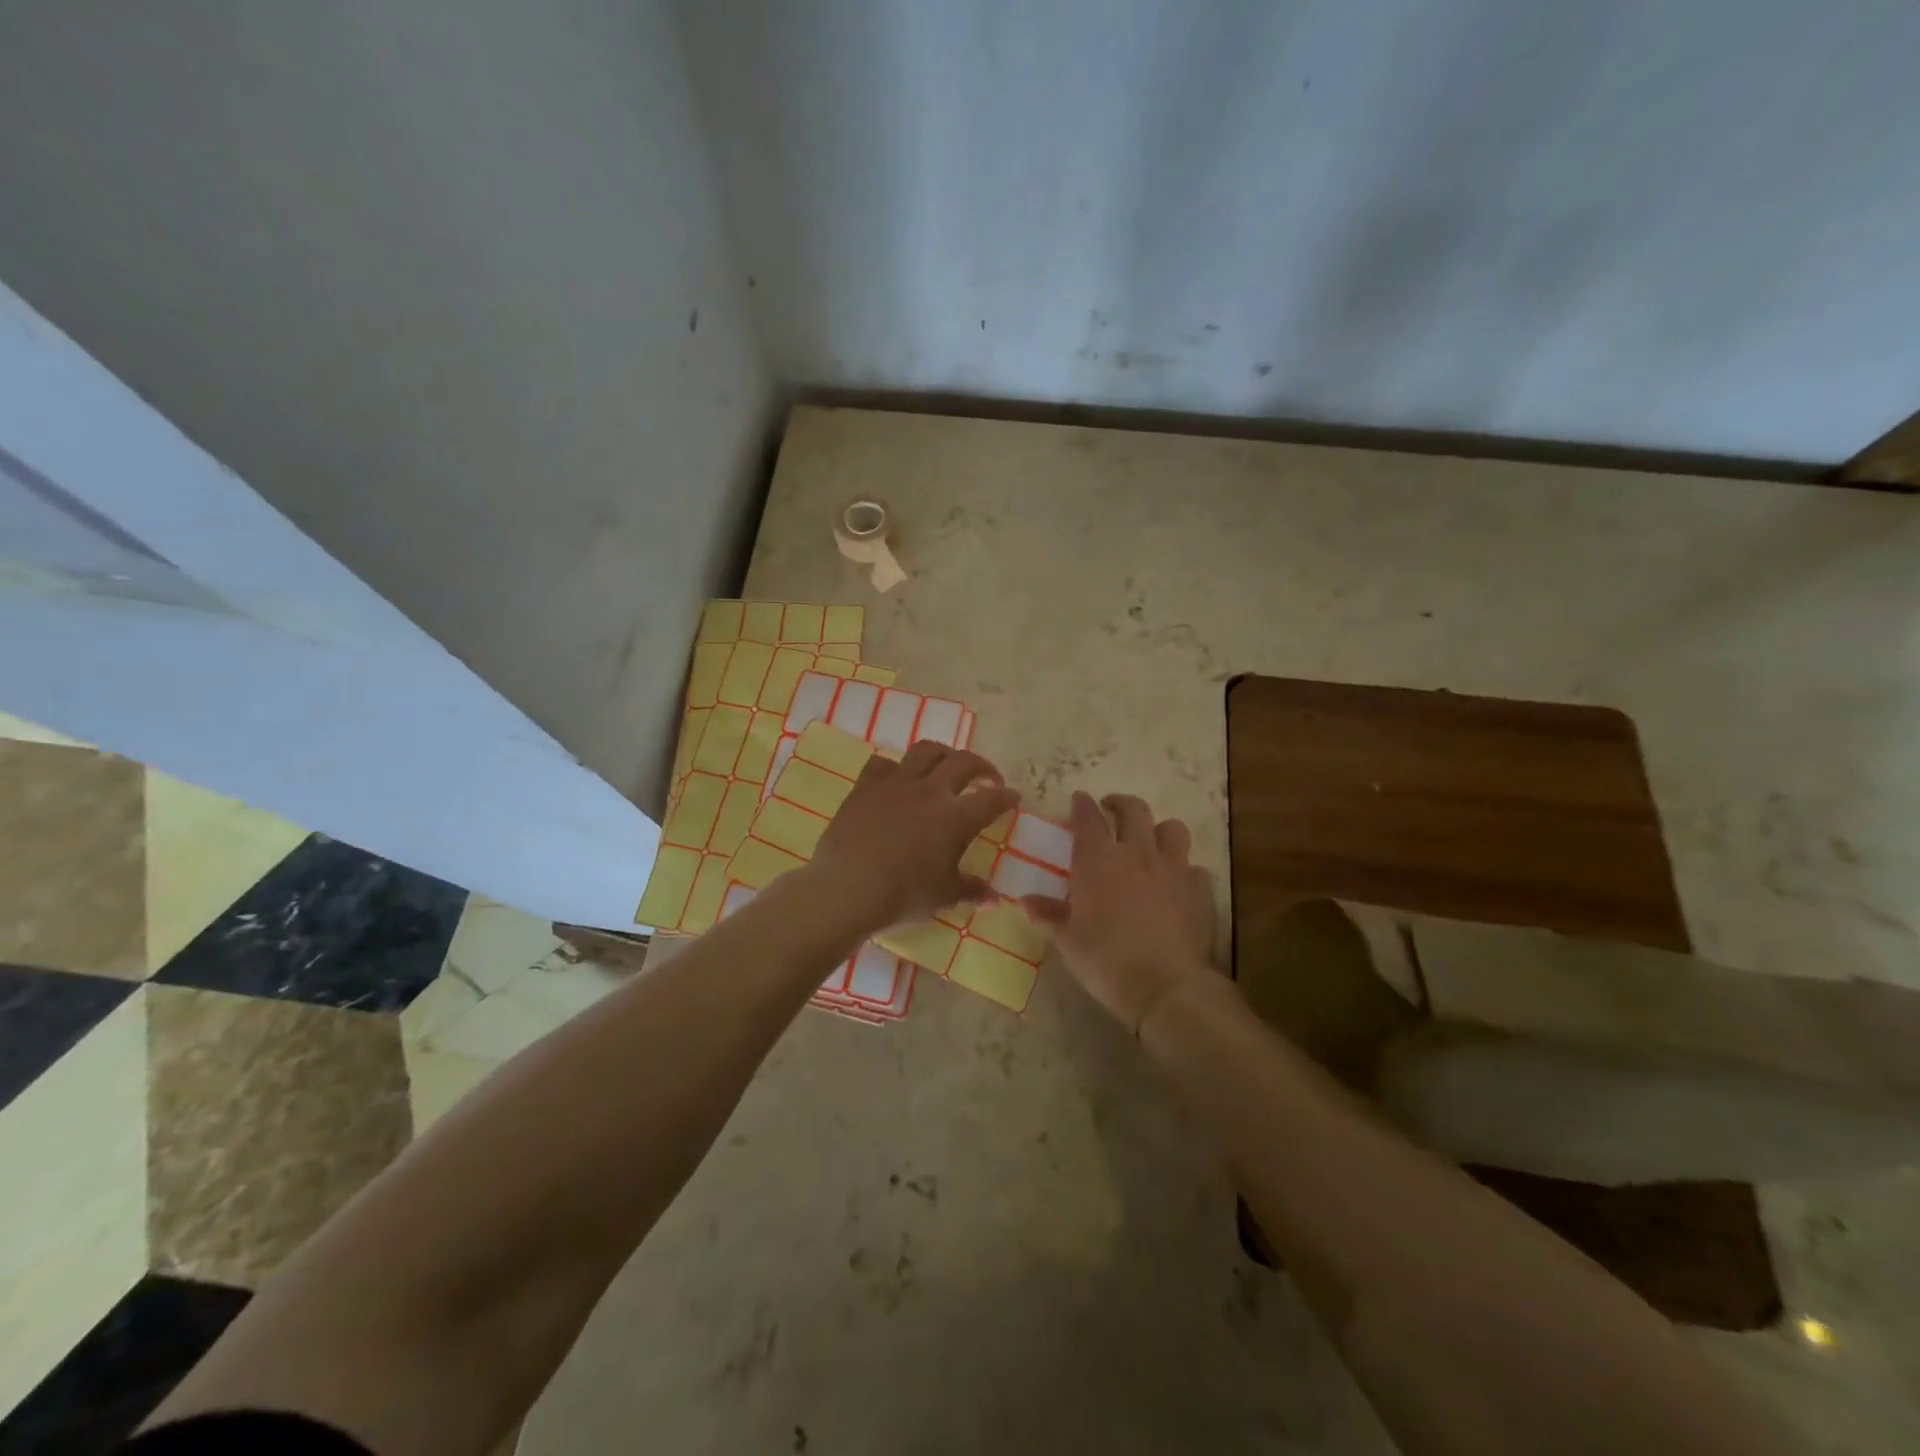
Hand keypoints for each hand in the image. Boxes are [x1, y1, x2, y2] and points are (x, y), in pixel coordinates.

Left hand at [807, 740, 1020, 932]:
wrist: (846, 888)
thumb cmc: (902, 895)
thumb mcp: (943, 896)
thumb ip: (971, 890)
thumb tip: (994, 898)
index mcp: (956, 818)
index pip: (992, 799)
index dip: (1006, 797)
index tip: (1013, 797)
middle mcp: (930, 791)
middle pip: (964, 762)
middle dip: (982, 766)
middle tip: (987, 778)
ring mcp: (896, 783)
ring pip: (926, 750)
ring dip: (943, 753)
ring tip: (947, 765)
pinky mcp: (866, 786)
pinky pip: (883, 763)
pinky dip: (895, 768)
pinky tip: (897, 778)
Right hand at [1023, 792, 1215, 1033]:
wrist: (1165, 987)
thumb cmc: (1106, 961)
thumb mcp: (1067, 941)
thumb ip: (1048, 915)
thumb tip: (1026, 901)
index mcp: (1098, 860)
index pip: (1088, 817)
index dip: (1082, 805)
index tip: (1079, 800)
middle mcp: (1136, 853)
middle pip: (1133, 810)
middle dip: (1120, 804)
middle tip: (1111, 809)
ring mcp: (1172, 868)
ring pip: (1171, 829)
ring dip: (1158, 829)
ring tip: (1150, 841)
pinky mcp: (1198, 889)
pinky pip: (1194, 867)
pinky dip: (1184, 869)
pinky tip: (1177, 882)